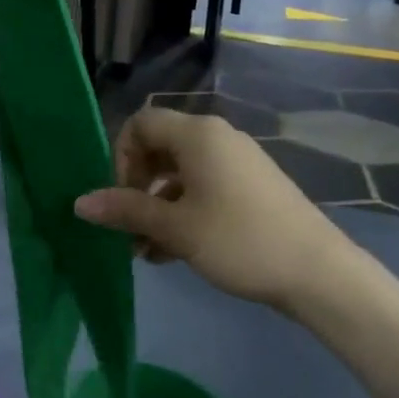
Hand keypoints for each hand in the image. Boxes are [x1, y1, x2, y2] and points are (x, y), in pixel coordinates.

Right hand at [75, 105, 345, 308]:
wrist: (318, 273)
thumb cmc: (239, 240)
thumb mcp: (175, 228)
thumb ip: (125, 210)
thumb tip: (80, 203)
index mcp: (197, 134)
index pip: (141, 124)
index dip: (121, 157)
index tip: (120, 198)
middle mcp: (217, 137)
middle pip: (160, 148)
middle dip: (137, 187)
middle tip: (129, 228)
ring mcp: (237, 162)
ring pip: (181, 174)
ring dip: (158, 207)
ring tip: (146, 251)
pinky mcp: (252, 187)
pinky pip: (205, 188)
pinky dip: (184, 212)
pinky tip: (173, 252)